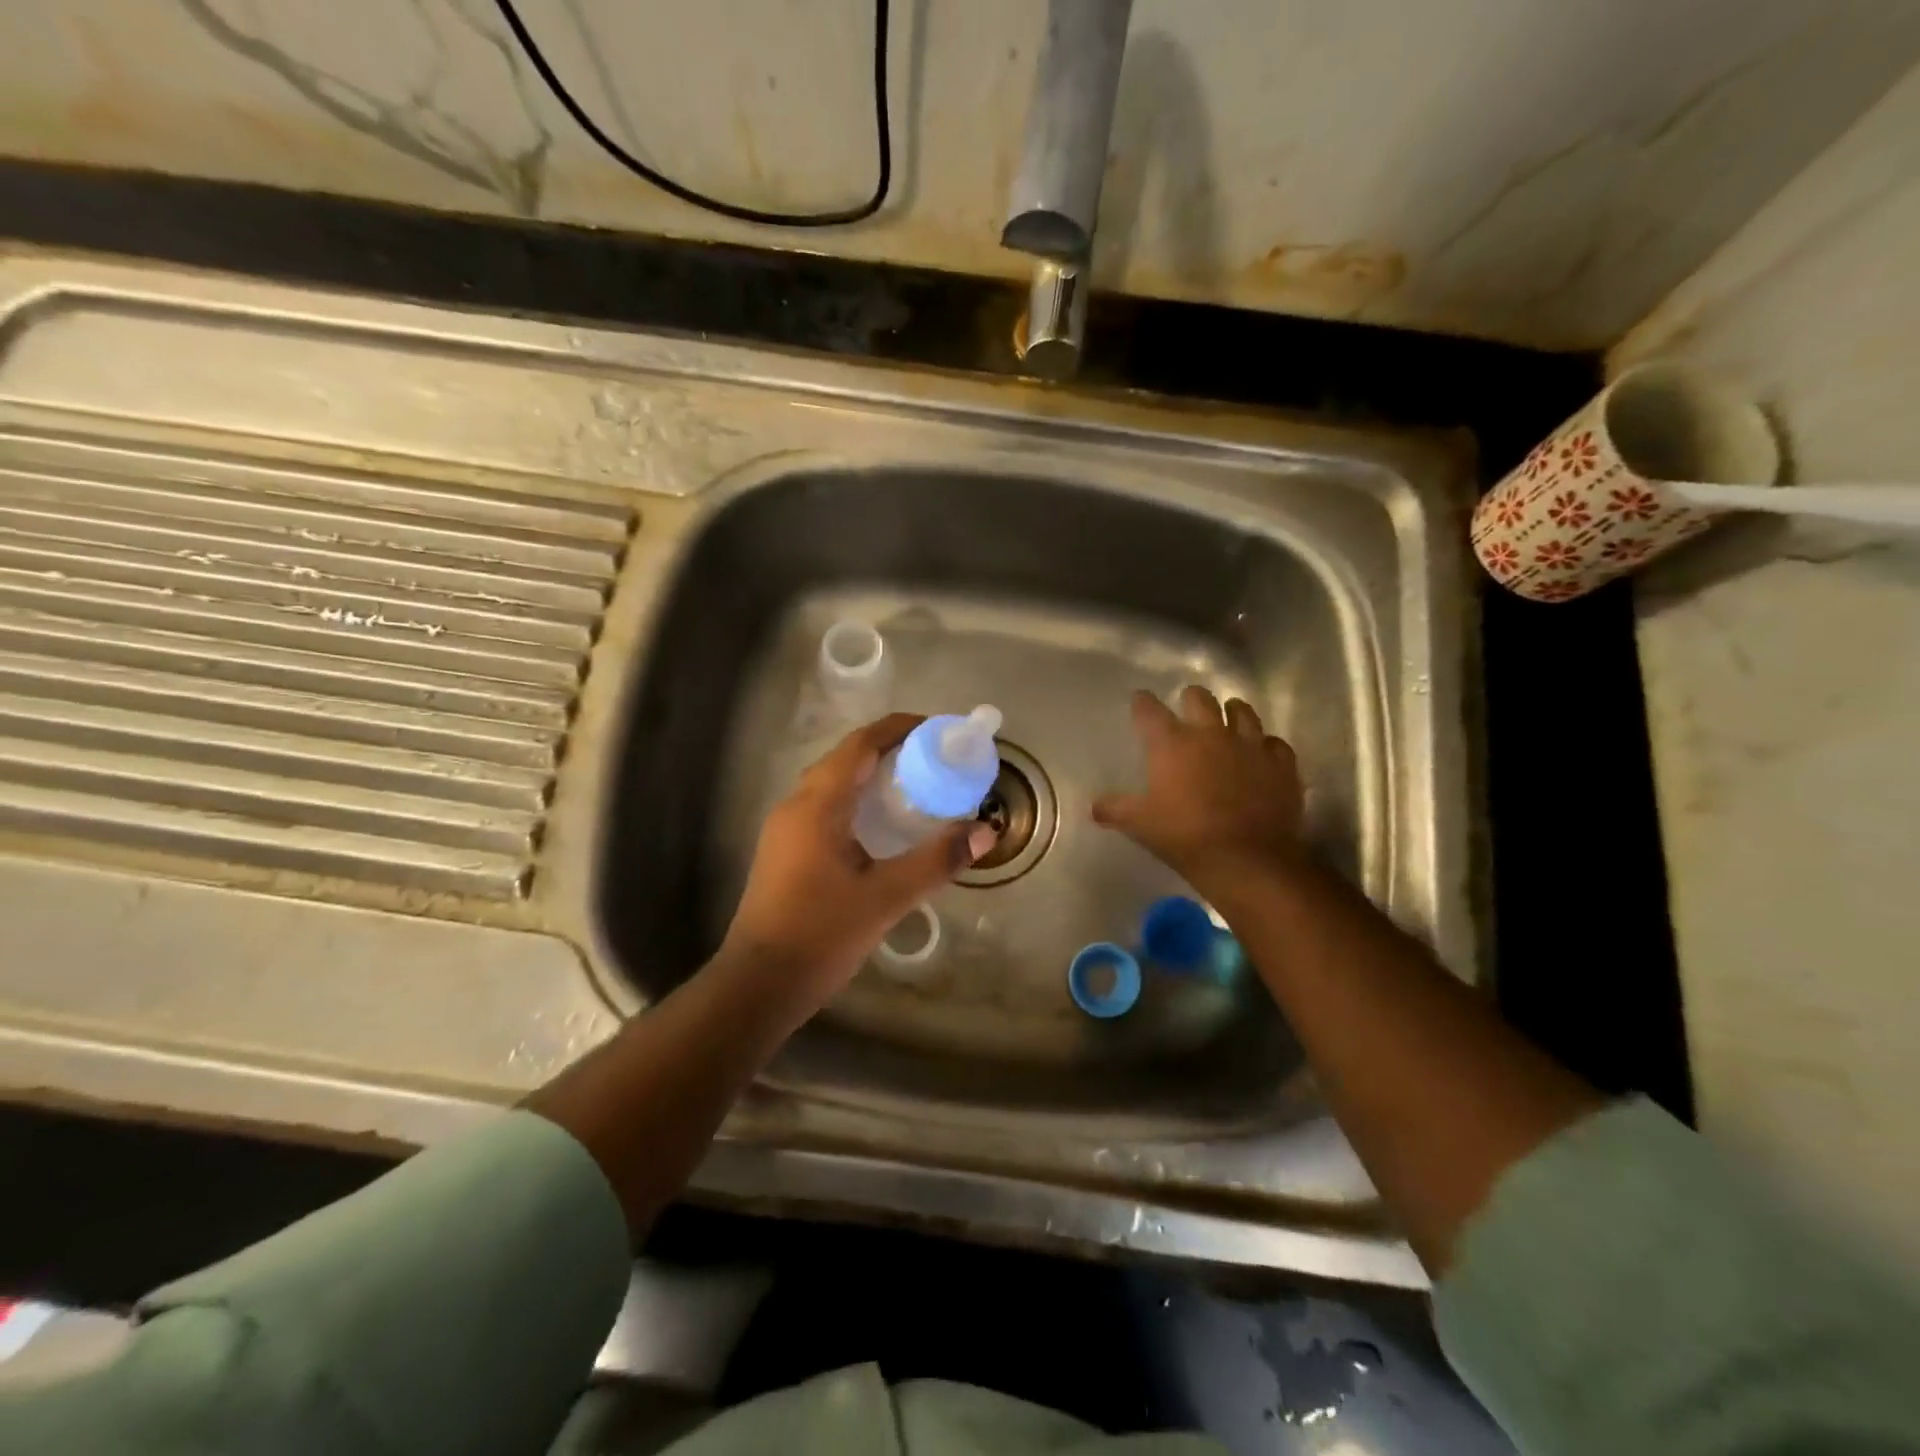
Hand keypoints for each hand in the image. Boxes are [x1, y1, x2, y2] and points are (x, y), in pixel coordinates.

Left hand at [719, 714, 997, 1005]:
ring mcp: (785, 829)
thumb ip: (936, 860)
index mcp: (817, 805)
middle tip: (934, 760)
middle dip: (889, 750)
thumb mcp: (886, 897)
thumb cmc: (820, 935)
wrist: (759, 985)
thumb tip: (984, 831)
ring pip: (832, 784)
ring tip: (914, 788)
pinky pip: (825, 807)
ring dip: (871, 777)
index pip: (859, 744)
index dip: (898, 728)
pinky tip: (881, 828)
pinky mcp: (784, 851)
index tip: (937, 730)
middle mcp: (795, 806)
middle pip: (845, 759)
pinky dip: (856, 801)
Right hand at [1092, 687, 1304, 894]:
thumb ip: (1116, 809)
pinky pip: (1274, 743)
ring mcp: (1250, 745)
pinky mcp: (1281, 764)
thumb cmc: (1185, 836)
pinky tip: (1261, 756)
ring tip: (1227, 722)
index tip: (1140, 701)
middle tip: (1187, 710)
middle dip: (1191, 700)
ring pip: (1242, 711)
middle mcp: (1211, 733)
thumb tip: (1094, 807)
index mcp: (1172, 743)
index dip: (1143, 703)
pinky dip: (1266, 746)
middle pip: (1199, 698)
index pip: (1150, 710)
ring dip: (1232, 713)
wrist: (1247, 859)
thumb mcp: (1140, 824)